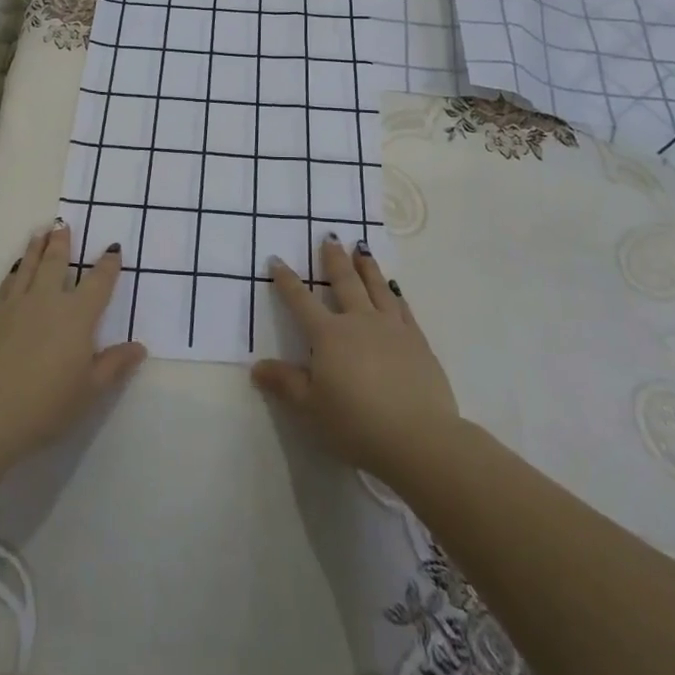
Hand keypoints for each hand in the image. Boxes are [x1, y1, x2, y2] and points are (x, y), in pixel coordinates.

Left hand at [0, 221, 146, 467]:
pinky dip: (15, 270)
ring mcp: (15, 305)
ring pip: (28, 266)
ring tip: (40, 233)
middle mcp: (47, 300)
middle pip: (56, 263)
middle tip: (63, 224)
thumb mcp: (89, 391)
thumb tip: (139, 347)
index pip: (98, 283)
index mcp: (77, 315)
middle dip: (62, 243)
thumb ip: (114, 365)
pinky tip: (15, 269)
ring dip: (36, 248)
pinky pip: (7, 283)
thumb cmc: (44, 405)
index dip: (108, 266)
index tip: (112, 248)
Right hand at [251, 237, 459, 481]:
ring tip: (361, 248)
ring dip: (367, 267)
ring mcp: (392, 328)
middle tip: (330, 237)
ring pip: (377, 288)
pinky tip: (394, 288)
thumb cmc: (356, 424)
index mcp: (329, 336)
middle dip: (334, 260)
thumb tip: (256, 366)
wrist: (418, 437)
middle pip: (344, 283)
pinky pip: (403, 308)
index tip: (277, 259)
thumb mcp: (311, 408)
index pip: (301, 301)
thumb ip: (285, 384)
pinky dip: (395, 293)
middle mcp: (359, 322)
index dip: (287, 281)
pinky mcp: (417, 341)